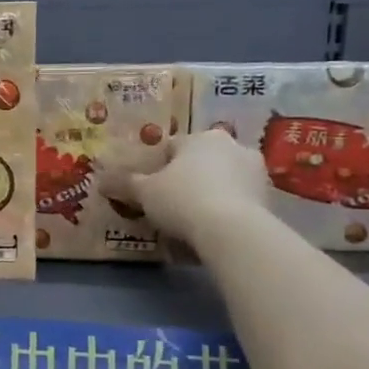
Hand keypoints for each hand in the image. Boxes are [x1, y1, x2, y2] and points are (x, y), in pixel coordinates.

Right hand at [97, 127, 273, 248]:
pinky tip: (210, 231)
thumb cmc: (182, 199)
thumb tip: (98, 179)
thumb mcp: (144, 193)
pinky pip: (237, 201)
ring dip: (207, 194)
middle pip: (200, 162)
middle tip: (168, 203)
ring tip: (189, 221)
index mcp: (202, 137)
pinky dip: (224, 211)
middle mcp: (233, 146)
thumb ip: (123, 184)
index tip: (147, 188)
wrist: (232, 231)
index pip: (172, 147)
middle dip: (186, 179)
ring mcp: (256, 172)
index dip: (156, 167)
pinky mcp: (269, 198)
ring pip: (221, 181)